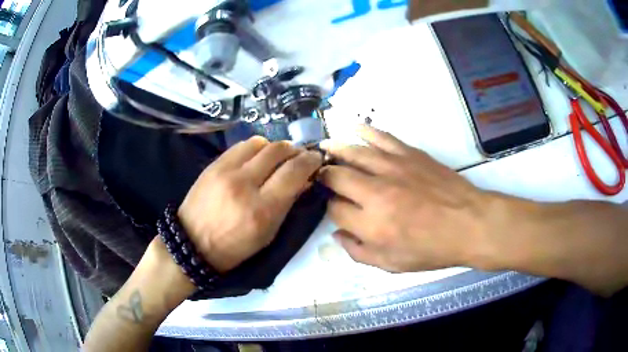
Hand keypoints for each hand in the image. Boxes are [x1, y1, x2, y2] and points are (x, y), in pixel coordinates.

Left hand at [178, 137, 322, 272]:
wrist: (192, 243)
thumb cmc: (234, 247)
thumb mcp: (267, 235)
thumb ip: (287, 205)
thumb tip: (304, 180)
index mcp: (262, 209)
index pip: (295, 172)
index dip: (311, 161)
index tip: (317, 159)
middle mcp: (245, 184)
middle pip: (279, 151)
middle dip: (296, 150)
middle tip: (299, 157)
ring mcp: (226, 170)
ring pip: (261, 143)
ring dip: (275, 148)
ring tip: (277, 158)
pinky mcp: (214, 164)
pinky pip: (242, 145)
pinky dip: (256, 148)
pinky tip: (257, 157)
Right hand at [319, 125, 495, 271]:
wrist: (469, 223)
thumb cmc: (432, 249)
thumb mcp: (393, 265)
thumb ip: (359, 252)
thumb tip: (337, 235)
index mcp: (372, 225)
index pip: (335, 210)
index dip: (330, 209)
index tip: (335, 209)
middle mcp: (376, 192)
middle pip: (337, 177)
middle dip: (324, 177)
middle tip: (322, 176)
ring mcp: (393, 168)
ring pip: (354, 153)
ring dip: (335, 149)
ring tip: (324, 148)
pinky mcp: (410, 154)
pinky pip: (382, 138)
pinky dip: (366, 131)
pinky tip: (355, 128)